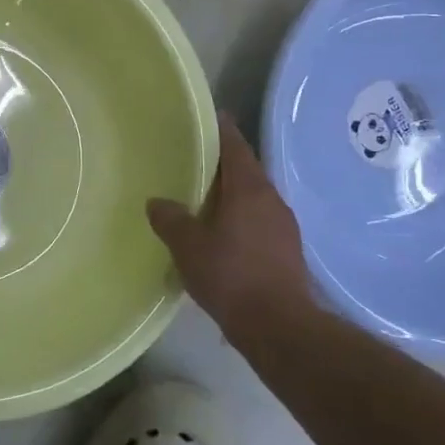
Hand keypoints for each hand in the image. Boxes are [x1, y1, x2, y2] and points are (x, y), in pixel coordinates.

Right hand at [148, 112, 314, 332]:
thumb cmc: (231, 275)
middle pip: (246, 170)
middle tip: (194, 161)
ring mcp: (283, 226)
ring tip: (204, 199)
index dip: (221, 129)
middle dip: (222, 164)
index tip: (209, 117)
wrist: (279, 327)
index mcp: (249, 188)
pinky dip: (240, 218)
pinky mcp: (287, 251)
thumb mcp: (188, 245)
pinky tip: (223, 235)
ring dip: (231, 194)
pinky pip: (259, 221)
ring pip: (253, 197)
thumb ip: (170, 219)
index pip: (235, 145)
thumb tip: (157, 202)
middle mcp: (271, 199)